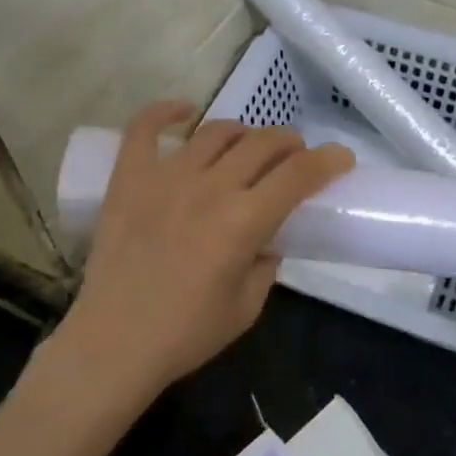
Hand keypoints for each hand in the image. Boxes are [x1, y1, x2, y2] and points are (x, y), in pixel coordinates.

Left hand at [53, 102, 353, 404]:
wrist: (113, 344)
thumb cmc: (186, 334)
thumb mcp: (247, 306)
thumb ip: (267, 264)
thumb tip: (269, 237)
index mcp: (243, 222)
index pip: (299, 174)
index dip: (328, 161)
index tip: (341, 158)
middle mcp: (209, 188)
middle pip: (262, 143)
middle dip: (290, 143)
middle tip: (294, 157)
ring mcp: (165, 177)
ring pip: (216, 131)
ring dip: (244, 133)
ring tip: (248, 146)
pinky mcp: (129, 178)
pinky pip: (144, 129)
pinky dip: (166, 112)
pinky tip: (184, 111)